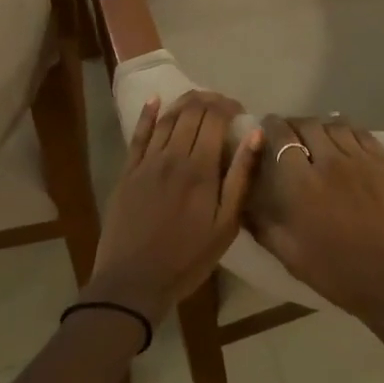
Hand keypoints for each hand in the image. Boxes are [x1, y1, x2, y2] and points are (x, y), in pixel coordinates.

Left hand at [82, 92, 261, 322]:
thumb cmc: (187, 259)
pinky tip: (155, 100)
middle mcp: (172, 156)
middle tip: (222, 105)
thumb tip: (255, 135)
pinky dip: (147, 114)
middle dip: (209, 100)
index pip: (214, 118)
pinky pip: (138, 135)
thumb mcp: (226, 225)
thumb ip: (241, 177)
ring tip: (199, 99)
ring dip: (184, 103)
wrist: (133, 283)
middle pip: (191, 112)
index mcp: (200, 168)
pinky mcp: (127, 172)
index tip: (239, 111)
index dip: (228, 106)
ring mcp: (147, 162)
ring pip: (167, 119)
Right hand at [247, 116, 383, 361]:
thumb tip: (242, 202)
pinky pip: (361, 133)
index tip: (264, 129)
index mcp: (302, 183)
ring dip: (320, 128)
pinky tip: (343, 143)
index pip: (280, 136)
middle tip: (289, 137)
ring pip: (334, 124)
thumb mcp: (289, 254)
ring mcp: (361, 159)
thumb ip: (262, 223)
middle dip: (293, 125)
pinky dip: (346, 132)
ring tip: (316, 139)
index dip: (270, 127)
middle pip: (307, 124)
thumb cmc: (337, 272)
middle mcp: (330, 161)